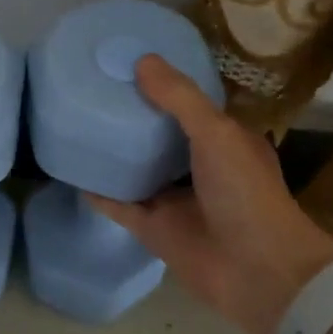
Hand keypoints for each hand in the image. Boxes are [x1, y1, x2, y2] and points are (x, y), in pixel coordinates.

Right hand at [87, 56, 332, 333]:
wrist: (257, 272)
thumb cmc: (245, 194)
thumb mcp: (217, 134)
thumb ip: (180, 99)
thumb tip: (141, 61)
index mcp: (225, 141)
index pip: (192, 105)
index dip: (166, 85)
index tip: (131, 62)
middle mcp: (201, 168)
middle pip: (161, 137)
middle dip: (134, 117)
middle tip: (96, 88)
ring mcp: (176, 200)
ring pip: (139, 171)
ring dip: (116, 154)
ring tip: (79, 123)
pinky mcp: (155, 229)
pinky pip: (120, 205)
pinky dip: (100, 192)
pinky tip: (75, 171)